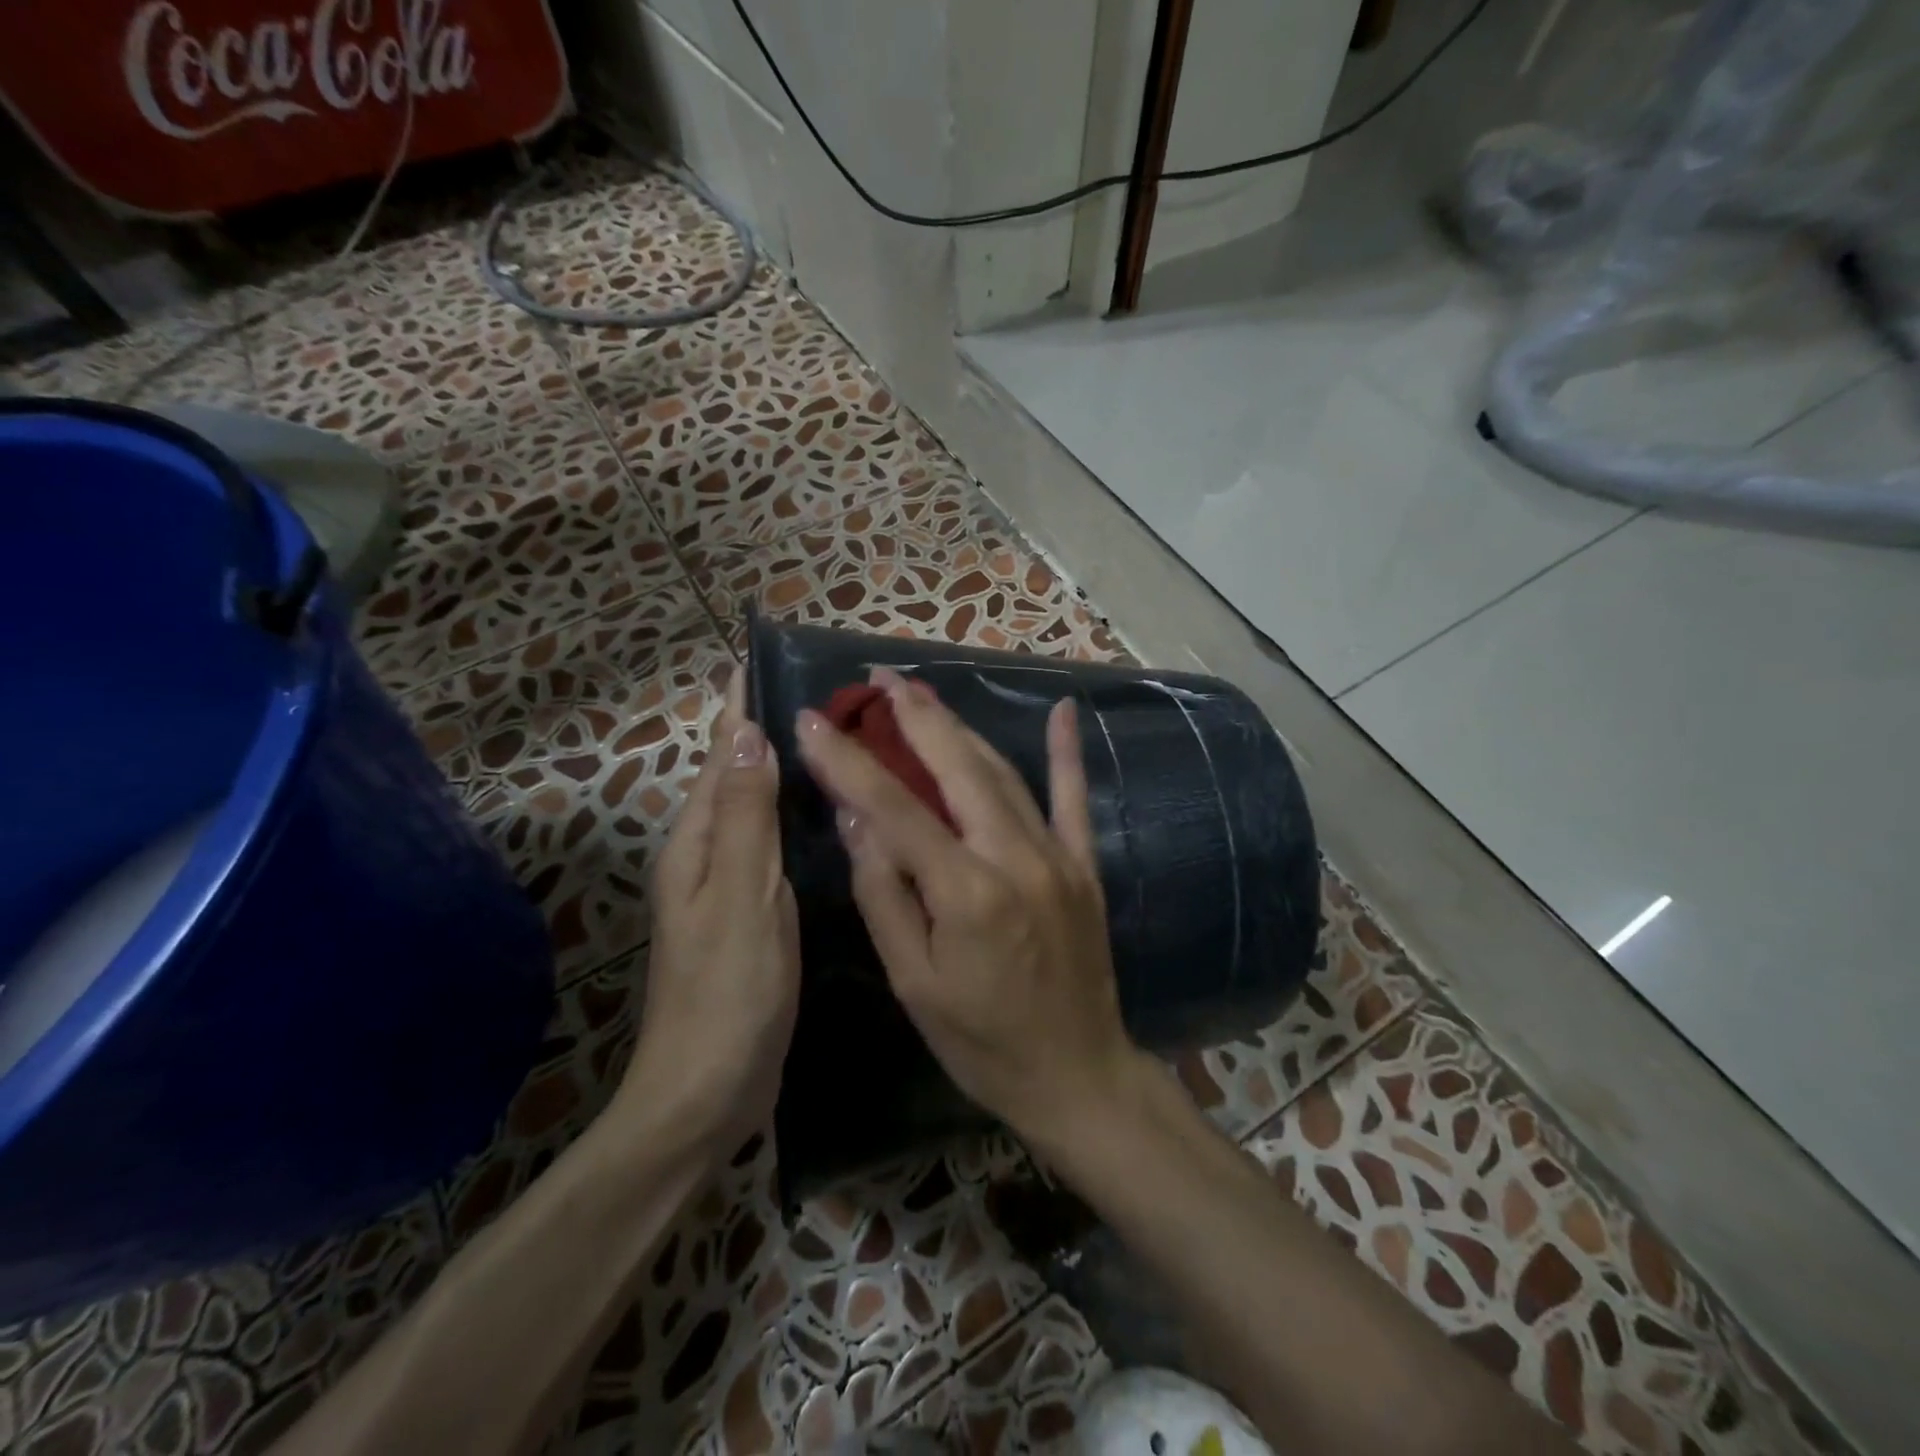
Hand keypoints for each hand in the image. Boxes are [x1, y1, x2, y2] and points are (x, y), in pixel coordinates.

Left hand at [616, 667, 799, 1158]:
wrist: (707, 1092)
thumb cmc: (728, 992)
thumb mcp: (742, 897)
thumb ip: (745, 817)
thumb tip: (747, 734)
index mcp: (699, 843)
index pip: (719, 755)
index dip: (737, 707)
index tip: (759, 658)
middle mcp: (707, 854)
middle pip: (735, 776)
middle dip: (764, 730)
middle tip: (822, 696)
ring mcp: (729, 886)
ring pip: (756, 809)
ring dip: (781, 771)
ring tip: (832, 740)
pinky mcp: (752, 913)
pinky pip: (772, 845)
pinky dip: (793, 816)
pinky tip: (827, 815)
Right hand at [793, 668, 1142, 1149]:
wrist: (1078, 1075)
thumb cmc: (981, 1042)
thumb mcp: (913, 983)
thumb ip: (884, 894)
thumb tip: (857, 818)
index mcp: (966, 893)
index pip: (894, 807)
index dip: (849, 760)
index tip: (814, 720)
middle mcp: (1015, 858)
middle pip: (957, 768)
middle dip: (914, 717)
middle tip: (881, 678)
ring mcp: (1057, 856)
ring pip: (1003, 774)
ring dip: (960, 728)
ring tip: (924, 693)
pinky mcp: (1085, 864)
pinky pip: (1074, 797)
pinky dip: (1066, 752)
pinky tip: (1064, 709)